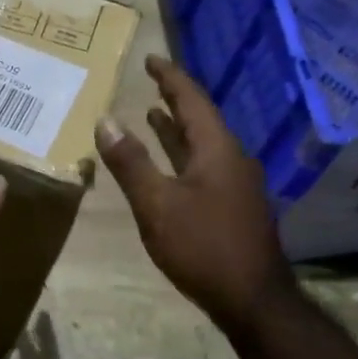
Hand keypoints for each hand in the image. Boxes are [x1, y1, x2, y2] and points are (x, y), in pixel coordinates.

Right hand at [96, 55, 297, 332]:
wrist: (252, 298)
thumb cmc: (202, 247)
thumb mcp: (156, 204)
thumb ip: (130, 163)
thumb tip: (105, 120)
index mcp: (217, 150)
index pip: (192, 101)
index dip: (170, 78)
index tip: (151, 60)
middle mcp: (231, 159)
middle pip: (201, 119)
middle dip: (174, 100)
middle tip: (151, 82)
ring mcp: (236, 184)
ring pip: (203, 145)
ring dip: (177, 130)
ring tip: (152, 117)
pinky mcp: (233, 207)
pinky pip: (204, 166)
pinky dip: (182, 156)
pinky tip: (169, 166)